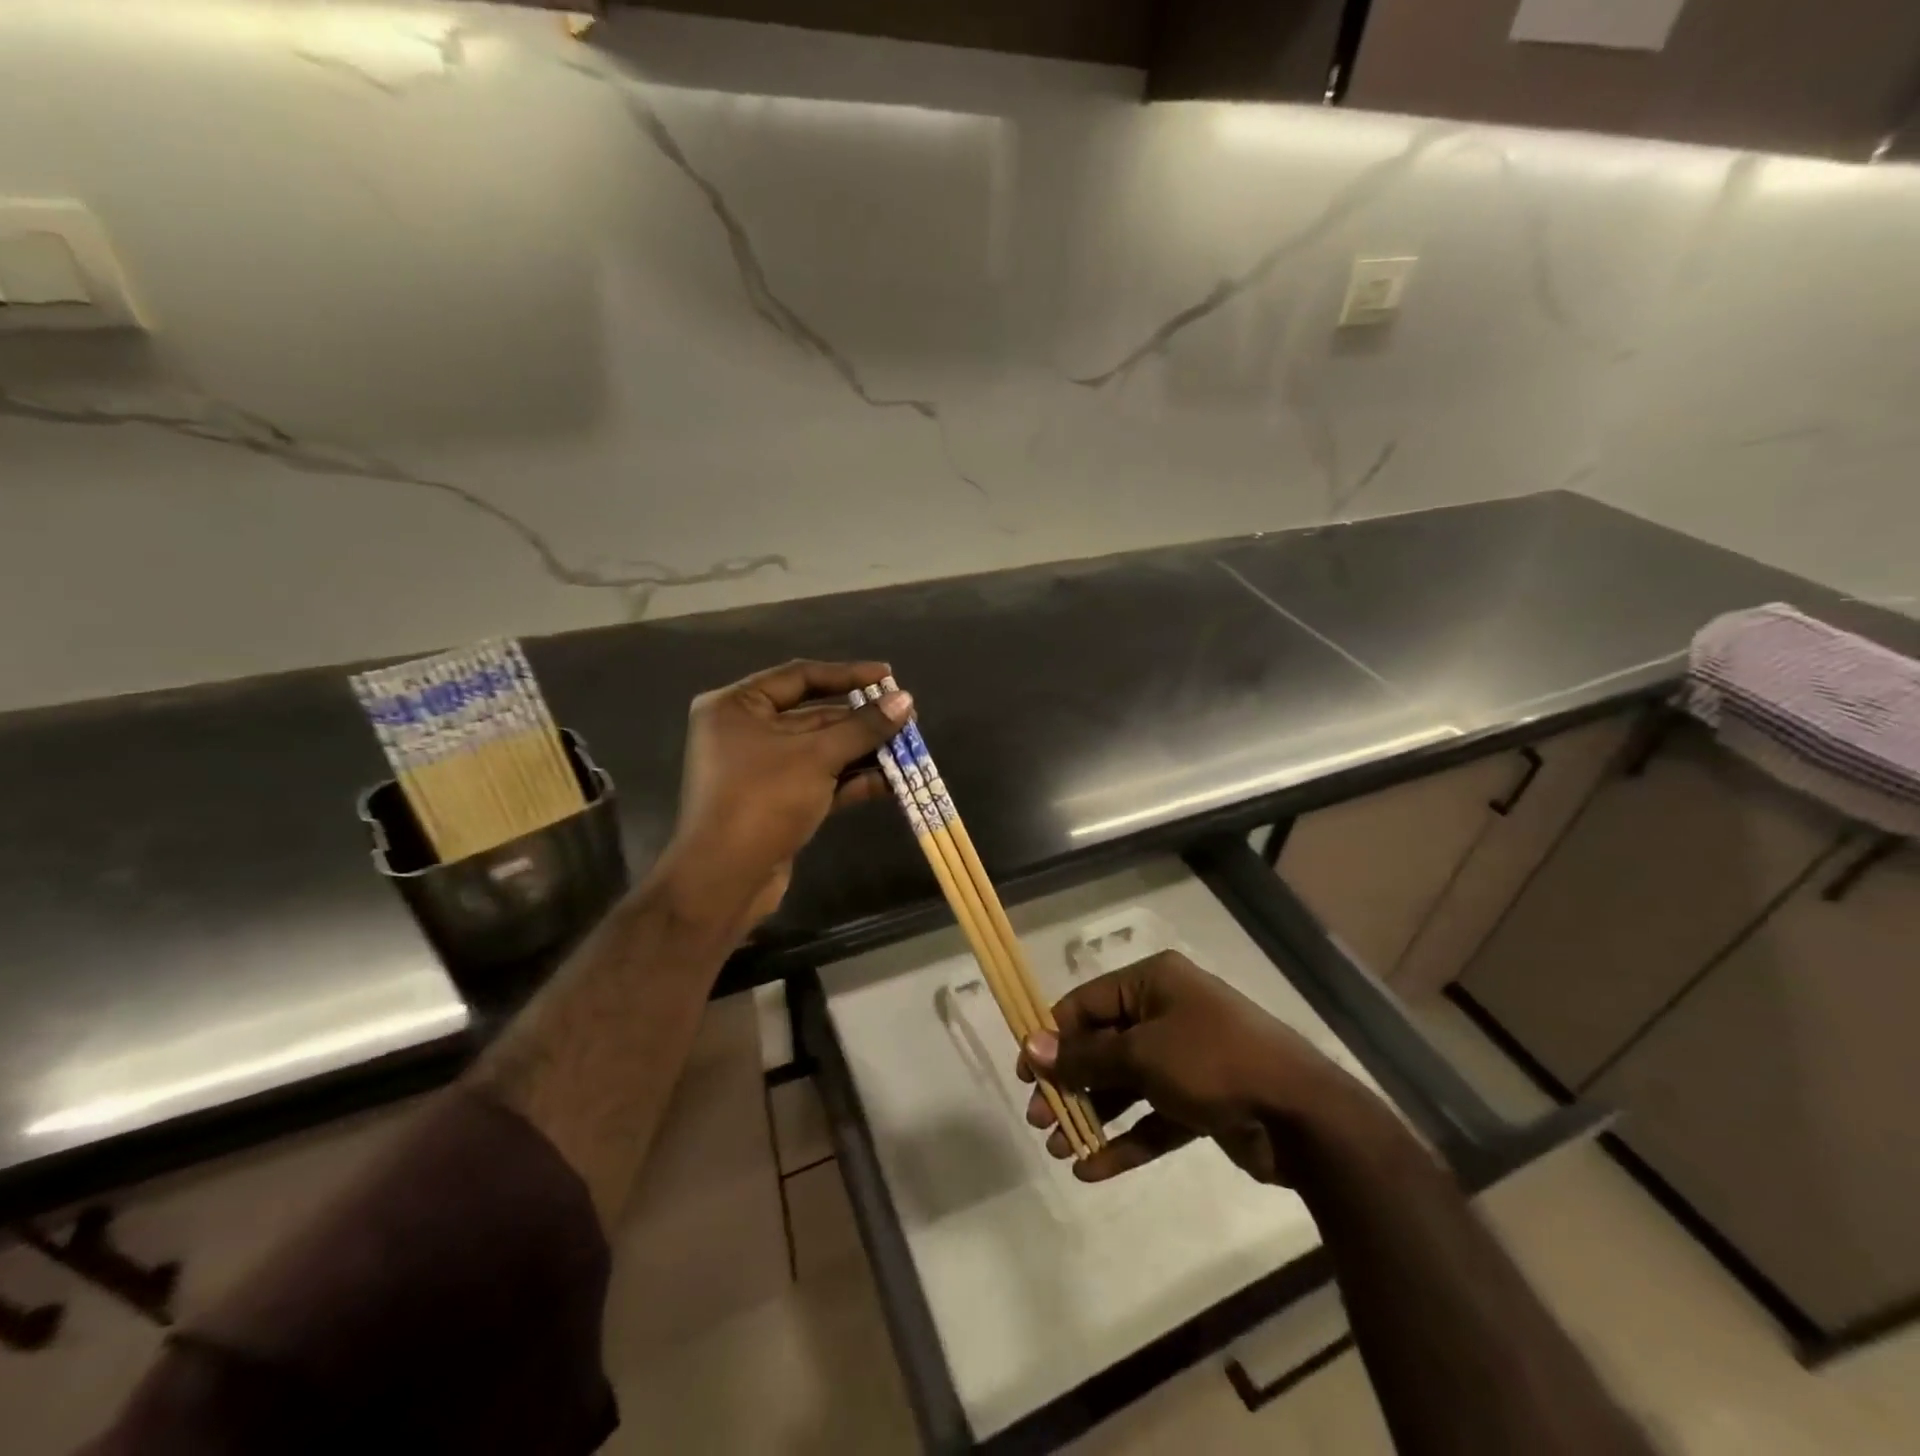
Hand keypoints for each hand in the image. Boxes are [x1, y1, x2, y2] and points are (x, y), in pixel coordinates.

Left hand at [656, 659, 910, 936]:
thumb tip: (905, 701)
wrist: (724, 880)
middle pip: (813, 715)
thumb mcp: (816, 757)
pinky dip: (853, 779)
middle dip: (861, 719)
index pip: (799, 676)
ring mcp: (762, 770)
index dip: (847, 675)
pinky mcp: (778, 802)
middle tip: (906, 716)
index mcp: (736, 706)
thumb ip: (862, 727)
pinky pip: (821, 780)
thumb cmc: (762, 800)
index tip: (888, 676)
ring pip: (822, 750)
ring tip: (909, 747)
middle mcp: (746, 732)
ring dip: (863, 751)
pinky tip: (892, 781)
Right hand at [1020, 949, 1387, 1183]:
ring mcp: (1185, 1059)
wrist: (1304, 1117)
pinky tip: (1092, 1169)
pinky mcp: (1200, 1102)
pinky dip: (1125, 1140)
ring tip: (1058, 1147)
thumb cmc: (1215, 1062)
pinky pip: (1152, 1117)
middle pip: (1103, 1046)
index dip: (1053, 1036)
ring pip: (1125, 1085)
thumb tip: (1033, 1047)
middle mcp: (1167, 1013)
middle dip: (1070, 1083)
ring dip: (1092, 1114)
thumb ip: (1086, 1056)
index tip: (1026, 1074)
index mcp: (1153, 983)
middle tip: (1039, 1119)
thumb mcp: (1143, 1054)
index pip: (1087, 1003)